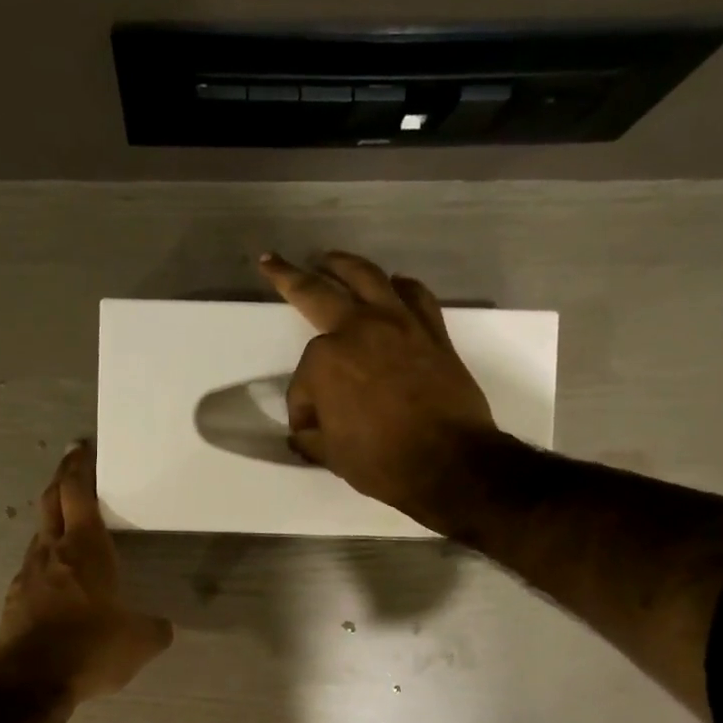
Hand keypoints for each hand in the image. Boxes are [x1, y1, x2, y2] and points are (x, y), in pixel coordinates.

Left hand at [0, 443, 173, 701]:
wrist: (29, 683)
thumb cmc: (90, 648)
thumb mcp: (138, 642)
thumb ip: (154, 628)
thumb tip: (163, 627)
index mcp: (85, 548)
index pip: (77, 492)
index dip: (78, 467)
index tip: (80, 448)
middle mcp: (52, 552)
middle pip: (50, 503)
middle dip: (61, 482)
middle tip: (71, 470)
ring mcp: (27, 575)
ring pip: (39, 537)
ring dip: (52, 525)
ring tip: (68, 530)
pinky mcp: (13, 601)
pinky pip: (32, 571)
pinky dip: (45, 564)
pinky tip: (56, 583)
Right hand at [259, 250, 500, 530]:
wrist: (449, 463)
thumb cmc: (381, 462)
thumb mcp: (330, 455)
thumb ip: (311, 435)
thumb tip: (304, 430)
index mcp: (325, 361)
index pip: (303, 380)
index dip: (302, 406)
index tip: (310, 429)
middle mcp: (359, 329)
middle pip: (318, 293)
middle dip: (289, 277)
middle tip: (274, 262)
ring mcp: (399, 325)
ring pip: (367, 278)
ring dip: (344, 265)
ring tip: (329, 259)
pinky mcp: (432, 332)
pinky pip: (414, 296)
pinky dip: (400, 287)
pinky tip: (393, 285)